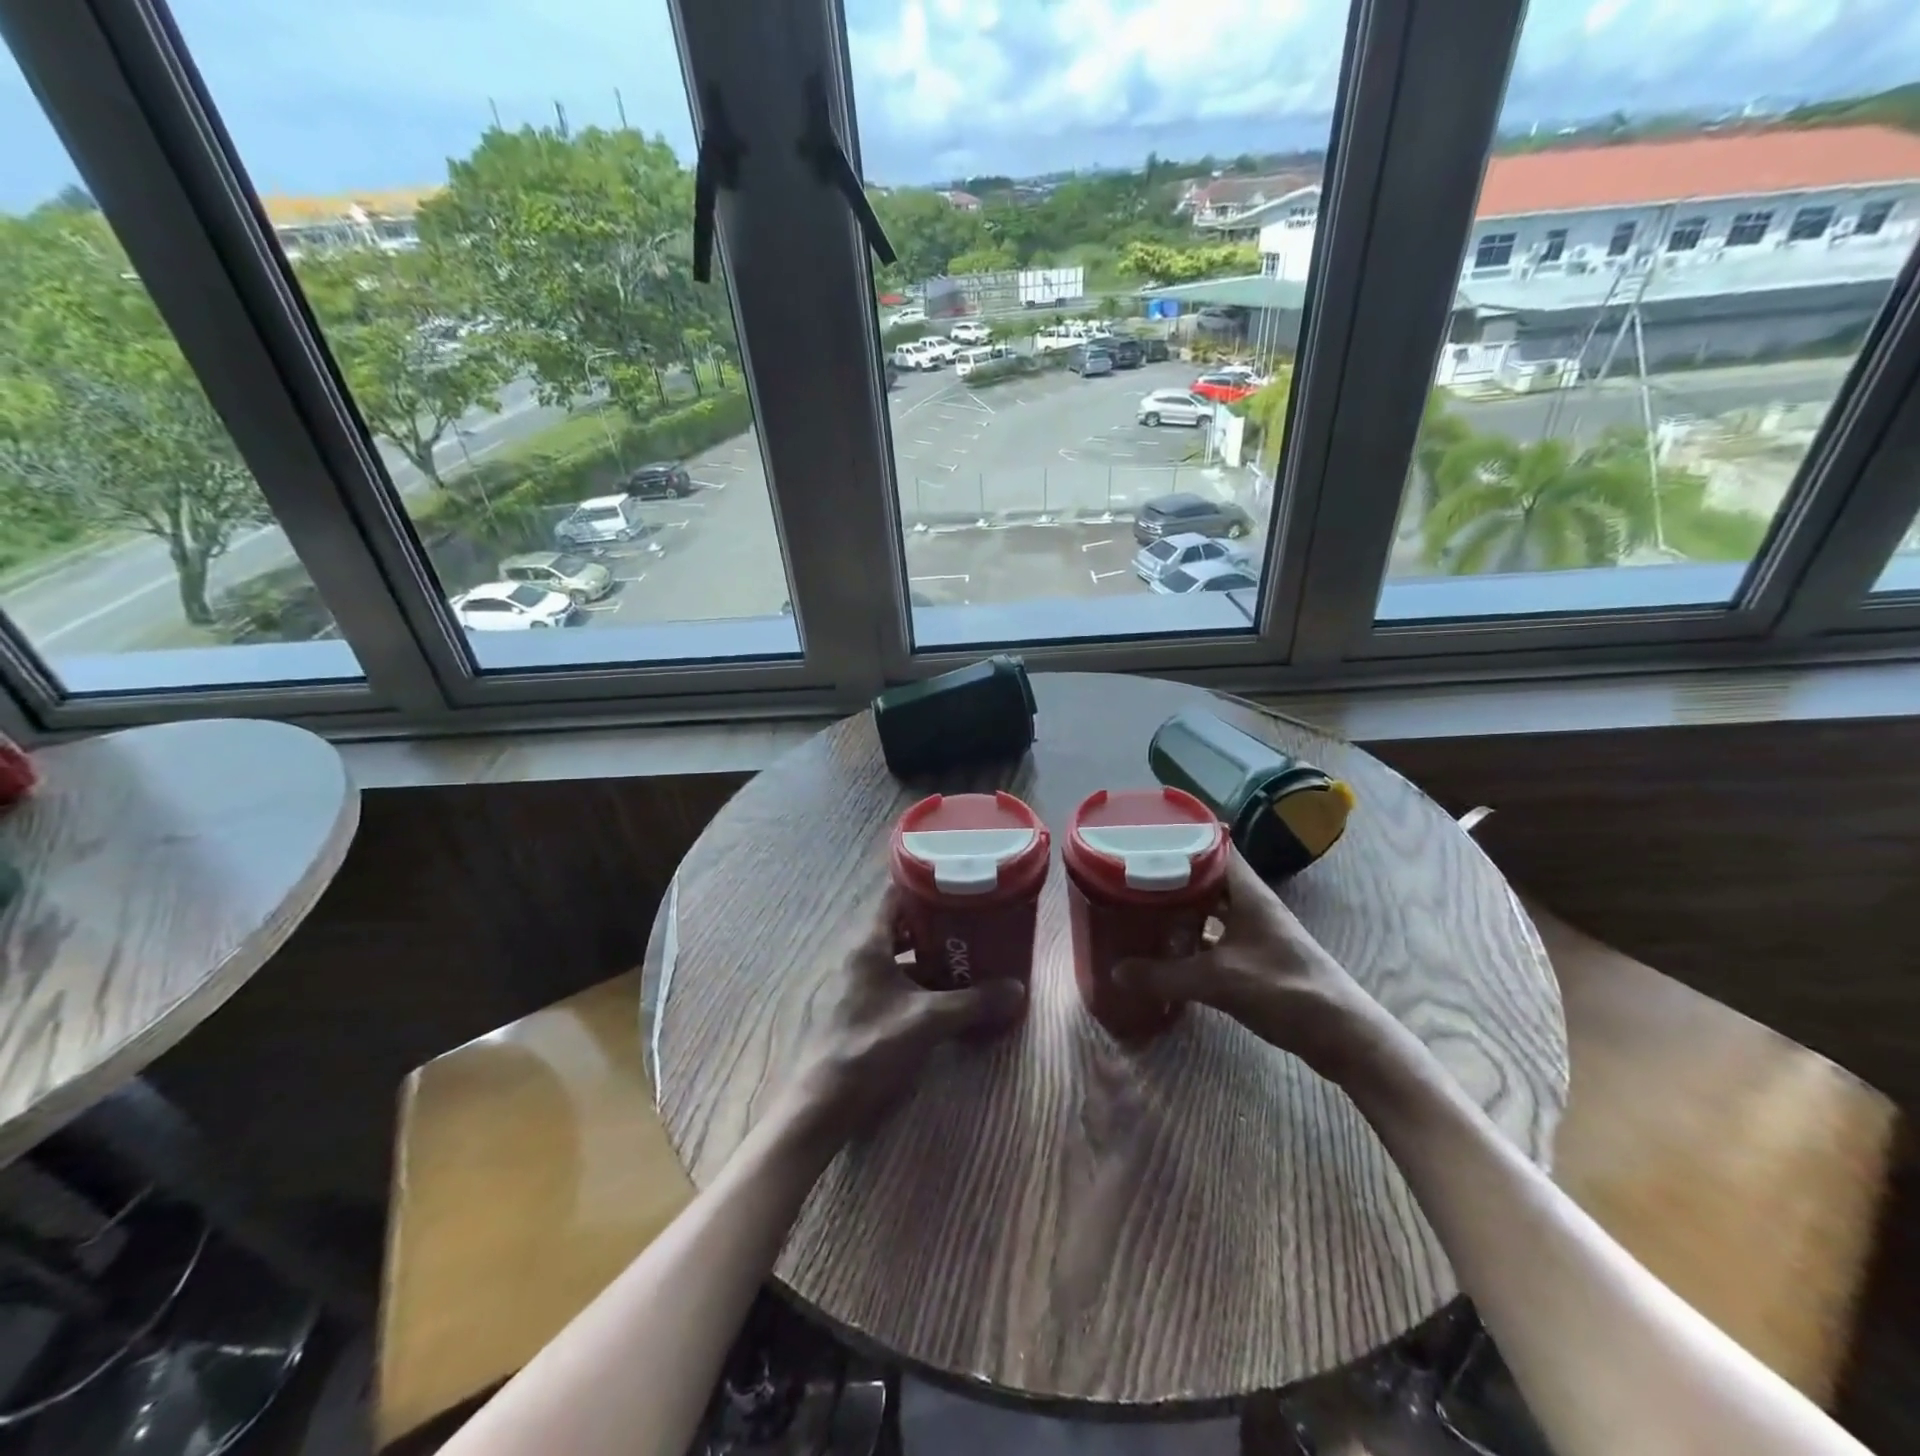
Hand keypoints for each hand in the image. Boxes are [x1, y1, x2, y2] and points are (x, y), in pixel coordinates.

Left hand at [779, 888, 1023, 1150]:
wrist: (823, 1103)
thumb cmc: (871, 1046)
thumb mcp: (928, 1021)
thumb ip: (973, 1002)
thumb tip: (1017, 988)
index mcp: (869, 944)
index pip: (895, 895)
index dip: (925, 887)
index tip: (958, 885)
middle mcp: (860, 956)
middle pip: (899, 925)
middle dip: (935, 924)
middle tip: (971, 922)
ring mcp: (857, 983)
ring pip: (897, 956)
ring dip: (927, 956)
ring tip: (965, 956)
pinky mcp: (859, 1009)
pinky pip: (893, 981)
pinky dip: (917, 982)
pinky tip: (943, 996)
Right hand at [1115, 849, 1384, 1079]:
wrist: (1342, 1035)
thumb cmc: (1285, 991)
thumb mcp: (1218, 981)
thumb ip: (1165, 975)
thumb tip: (1115, 970)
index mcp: (1248, 893)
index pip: (1215, 845)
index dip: (1183, 836)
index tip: (1146, 835)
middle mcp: (1251, 904)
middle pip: (1208, 875)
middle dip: (1172, 872)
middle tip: (1131, 871)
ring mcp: (1256, 931)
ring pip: (1211, 906)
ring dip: (1182, 905)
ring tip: (1142, 903)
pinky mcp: (1256, 957)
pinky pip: (1216, 934)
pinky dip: (1193, 935)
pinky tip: (1168, 946)